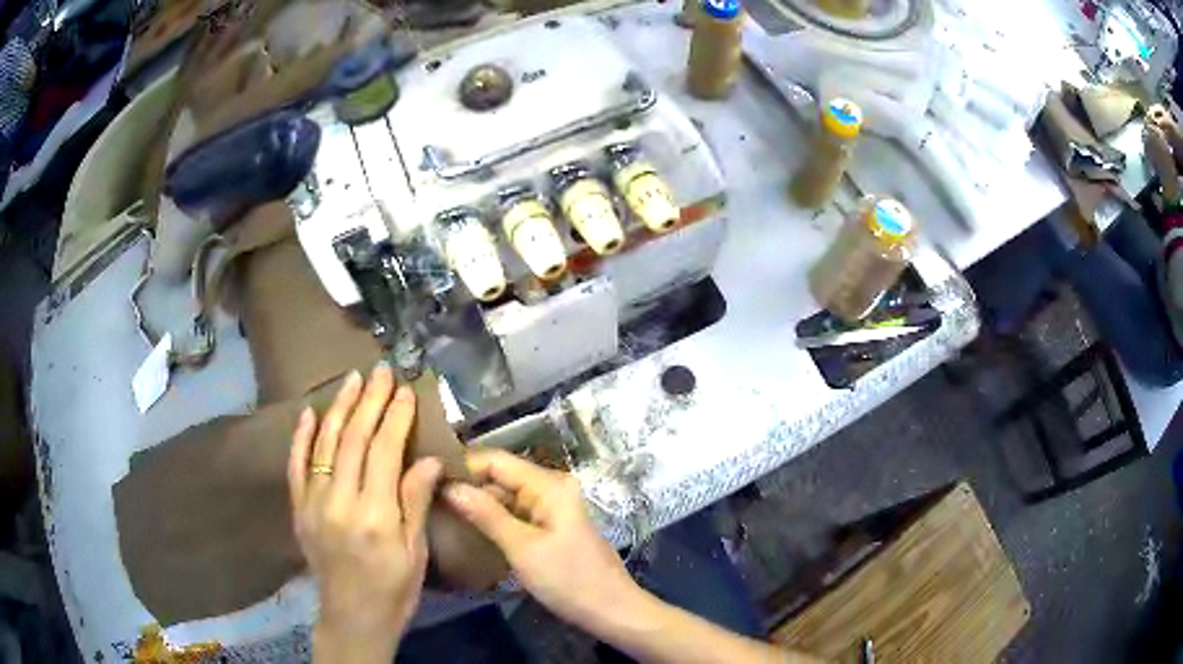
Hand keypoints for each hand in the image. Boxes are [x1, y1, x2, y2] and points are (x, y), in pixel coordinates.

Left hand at [288, 365, 442, 662]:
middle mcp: (339, 502)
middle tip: (382, 370)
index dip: (395, 418)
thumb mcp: (415, 552)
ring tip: (353, 378)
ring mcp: (313, 503)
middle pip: (353, 439)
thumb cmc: (394, 589)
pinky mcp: (298, 508)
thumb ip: (415, 502)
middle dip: (370, 400)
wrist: (352, 617)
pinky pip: (296, 465)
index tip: (405, 391)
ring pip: (324, 444)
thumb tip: (427, 458)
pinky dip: (301, 436)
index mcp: (374, 516)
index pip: (383, 452)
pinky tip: (309, 412)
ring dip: (339, 407)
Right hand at [442, 449, 640, 628]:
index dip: (462, 466)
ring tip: (438, 512)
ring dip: (476, 503)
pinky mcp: (549, 527)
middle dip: (466, 486)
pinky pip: (514, 514)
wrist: (611, 610)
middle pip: (500, 476)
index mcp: (549, 485)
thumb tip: (448, 486)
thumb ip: (485, 514)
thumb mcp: (523, 548)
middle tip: (427, 499)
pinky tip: (466, 528)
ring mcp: (551, 508)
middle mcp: (550, 488)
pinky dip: (492, 519)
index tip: (427, 479)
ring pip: (505, 496)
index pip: (496, 460)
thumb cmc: (569, 579)